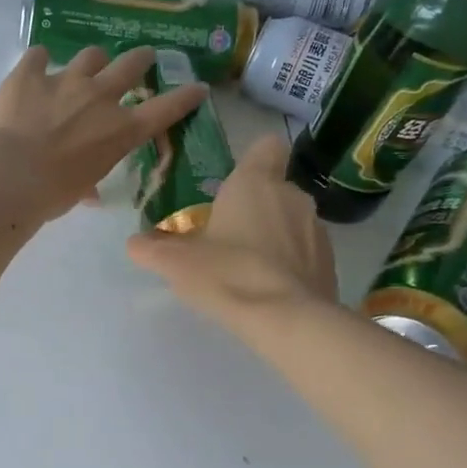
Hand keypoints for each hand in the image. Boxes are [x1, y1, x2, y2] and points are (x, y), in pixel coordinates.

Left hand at [0, 45, 208, 222]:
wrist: (10, 175)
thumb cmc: (51, 194)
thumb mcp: (80, 191)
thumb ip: (88, 182)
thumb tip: (89, 193)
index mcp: (120, 131)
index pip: (164, 110)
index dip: (184, 97)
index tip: (196, 87)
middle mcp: (100, 98)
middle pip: (131, 65)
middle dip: (140, 59)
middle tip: (142, 58)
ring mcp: (65, 80)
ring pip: (91, 55)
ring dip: (92, 61)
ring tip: (84, 67)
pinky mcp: (30, 73)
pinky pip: (39, 55)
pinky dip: (38, 62)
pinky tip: (33, 69)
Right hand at [126, 134, 336, 323]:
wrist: (287, 321)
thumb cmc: (227, 275)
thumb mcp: (176, 263)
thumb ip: (152, 249)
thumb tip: (135, 243)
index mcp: (255, 182)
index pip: (267, 146)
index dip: (253, 160)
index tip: (235, 184)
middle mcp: (292, 196)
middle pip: (275, 189)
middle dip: (255, 208)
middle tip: (228, 237)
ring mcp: (317, 229)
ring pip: (292, 221)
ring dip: (275, 236)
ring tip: (249, 269)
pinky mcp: (330, 263)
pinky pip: (306, 253)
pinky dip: (291, 264)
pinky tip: (271, 290)